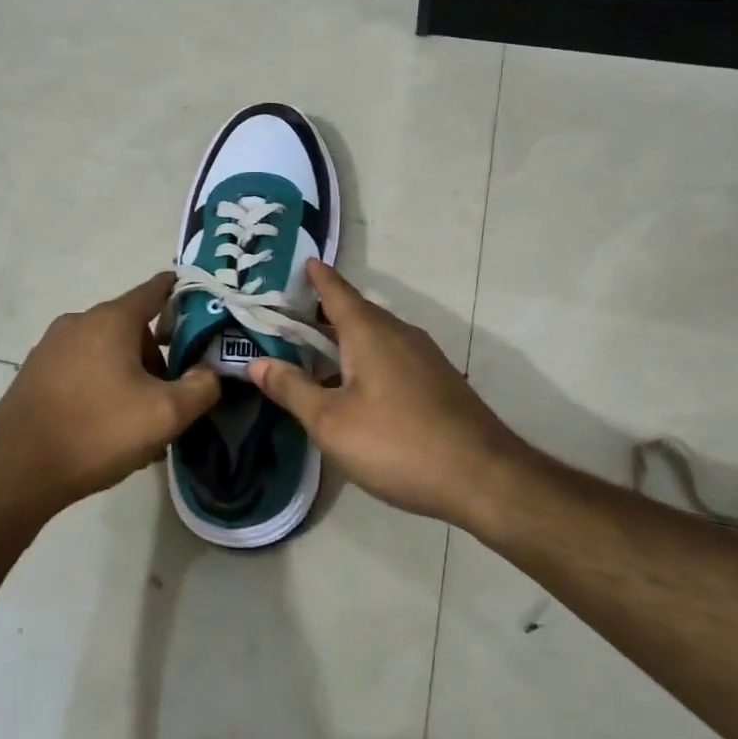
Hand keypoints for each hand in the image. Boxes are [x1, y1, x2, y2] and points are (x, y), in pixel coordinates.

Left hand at [0, 272, 219, 519]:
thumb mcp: (165, 414)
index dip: (182, 293)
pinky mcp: (34, 373)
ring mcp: (50, 347)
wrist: (15, 473)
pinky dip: (100, 387)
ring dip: (128, 378)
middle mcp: (79, 322)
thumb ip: (201, 388)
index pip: (156, 289)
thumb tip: (211, 372)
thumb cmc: (97, 432)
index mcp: (111, 320)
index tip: (203, 305)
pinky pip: (81, 370)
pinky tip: (105, 429)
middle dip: (155, 358)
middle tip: (168, 398)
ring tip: (137, 424)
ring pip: (106, 352)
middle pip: (132, 328)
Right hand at [247, 260, 525, 526]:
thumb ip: (292, 388)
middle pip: (355, 312)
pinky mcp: (437, 380)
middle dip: (323, 312)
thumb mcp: (331, 422)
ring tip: (315, 353)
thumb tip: (255, 362)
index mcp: (369, 331)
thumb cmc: (397, 443)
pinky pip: (392, 356)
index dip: (317, 277)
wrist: (482, 476)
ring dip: (344, 340)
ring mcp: (423, 356)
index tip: (302, 262)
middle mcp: (398, 332)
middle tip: (289, 317)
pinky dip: (366, 359)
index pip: (336, 291)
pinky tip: (355, 388)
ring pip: (375, 336)